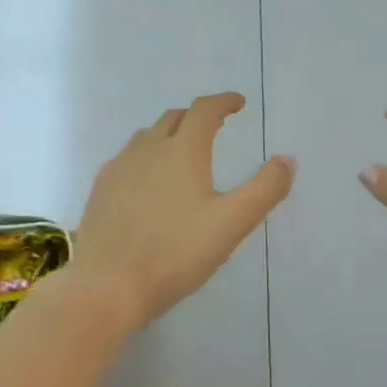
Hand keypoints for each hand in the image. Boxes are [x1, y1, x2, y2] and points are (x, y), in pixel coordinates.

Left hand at [70, 93, 294, 332]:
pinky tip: (147, 184)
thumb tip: (287, 159)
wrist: (107, 285)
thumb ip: (264, 189)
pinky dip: (145, 158)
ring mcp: (118, 168)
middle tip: (215, 128)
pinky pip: (126, 160)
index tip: (238, 103)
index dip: (223, 102)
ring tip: (182, 152)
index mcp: (182, 151)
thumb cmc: (175, 252)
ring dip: (168, 135)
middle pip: (173, 118)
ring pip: (146, 137)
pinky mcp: (100, 190)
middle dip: (197, 117)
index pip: (204, 111)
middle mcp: (147, 149)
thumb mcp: (231, 223)